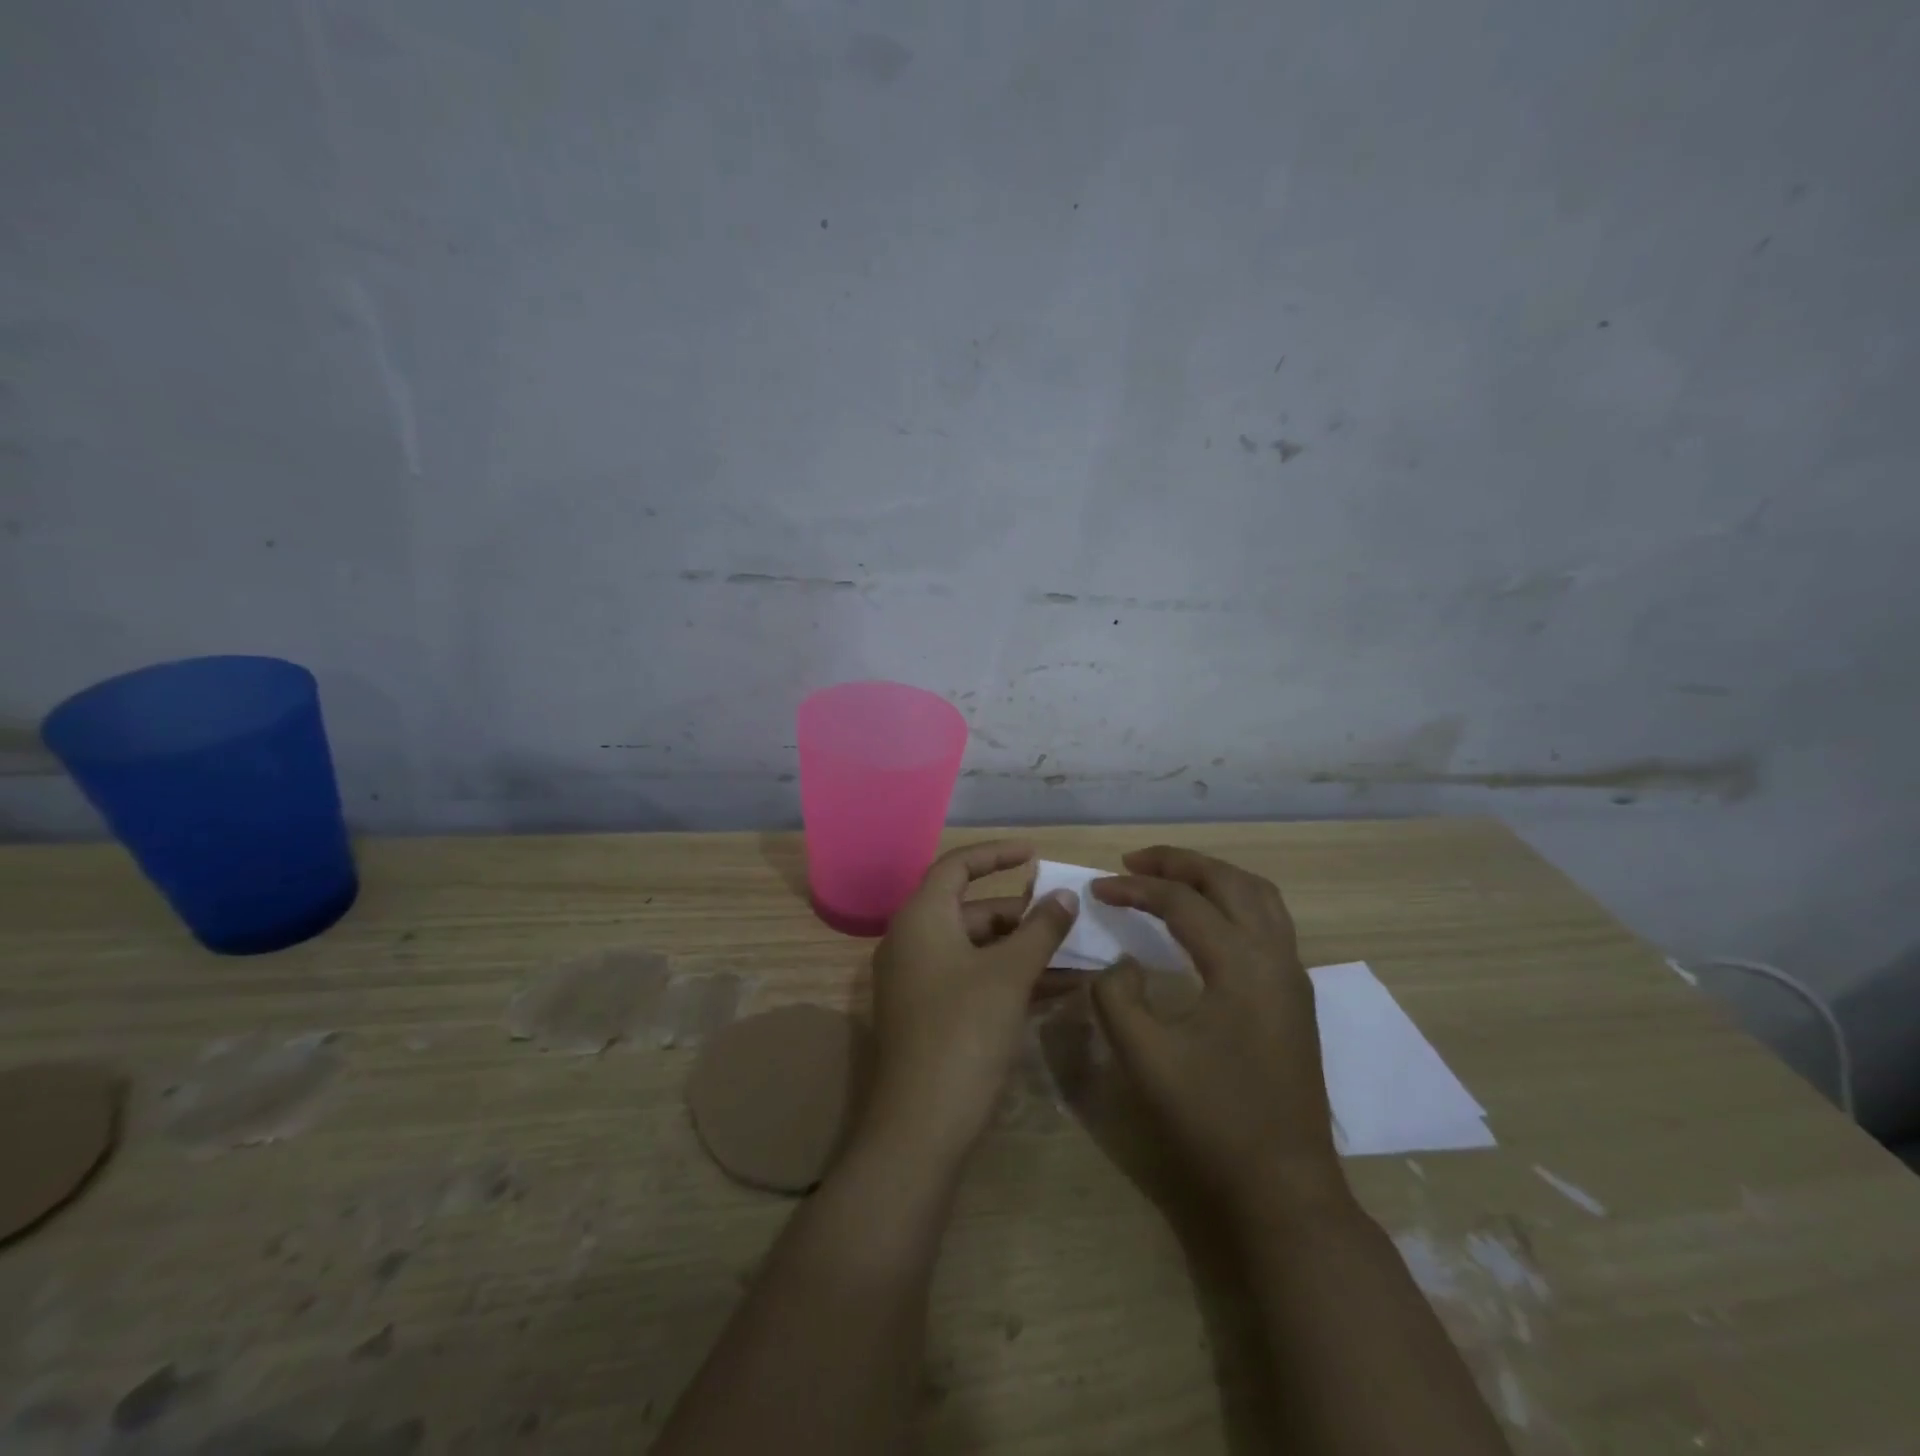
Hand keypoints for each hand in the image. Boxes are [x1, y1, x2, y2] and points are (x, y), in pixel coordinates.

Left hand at [860, 840, 1078, 1169]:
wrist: (921, 1126)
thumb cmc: (964, 1032)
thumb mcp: (1010, 974)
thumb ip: (1040, 929)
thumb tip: (1065, 895)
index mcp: (921, 917)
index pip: (958, 866)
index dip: (997, 854)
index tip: (1036, 854)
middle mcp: (913, 941)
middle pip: (972, 909)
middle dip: (1022, 913)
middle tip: (1067, 918)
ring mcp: (919, 980)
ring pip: (978, 948)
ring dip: (1024, 950)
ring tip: (1075, 955)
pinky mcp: (930, 1014)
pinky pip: (974, 978)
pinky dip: (1010, 977)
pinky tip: (1057, 989)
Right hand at [1089, 846, 1348, 1231]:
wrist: (1284, 1187)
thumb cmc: (1212, 1120)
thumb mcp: (1145, 1056)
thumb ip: (1116, 996)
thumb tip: (1122, 963)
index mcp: (1241, 964)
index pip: (1182, 902)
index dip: (1134, 888)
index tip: (1097, 888)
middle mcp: (1275, 956)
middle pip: (1229, 881)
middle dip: (1179, 862)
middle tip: (1133, 862)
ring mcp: (1292, 976)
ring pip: (1258, 896)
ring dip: (1212, 876)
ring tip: (1169, 878)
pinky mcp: (1295, 997)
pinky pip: (1268, 921)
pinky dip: (1233, 900)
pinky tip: (1206, 921)